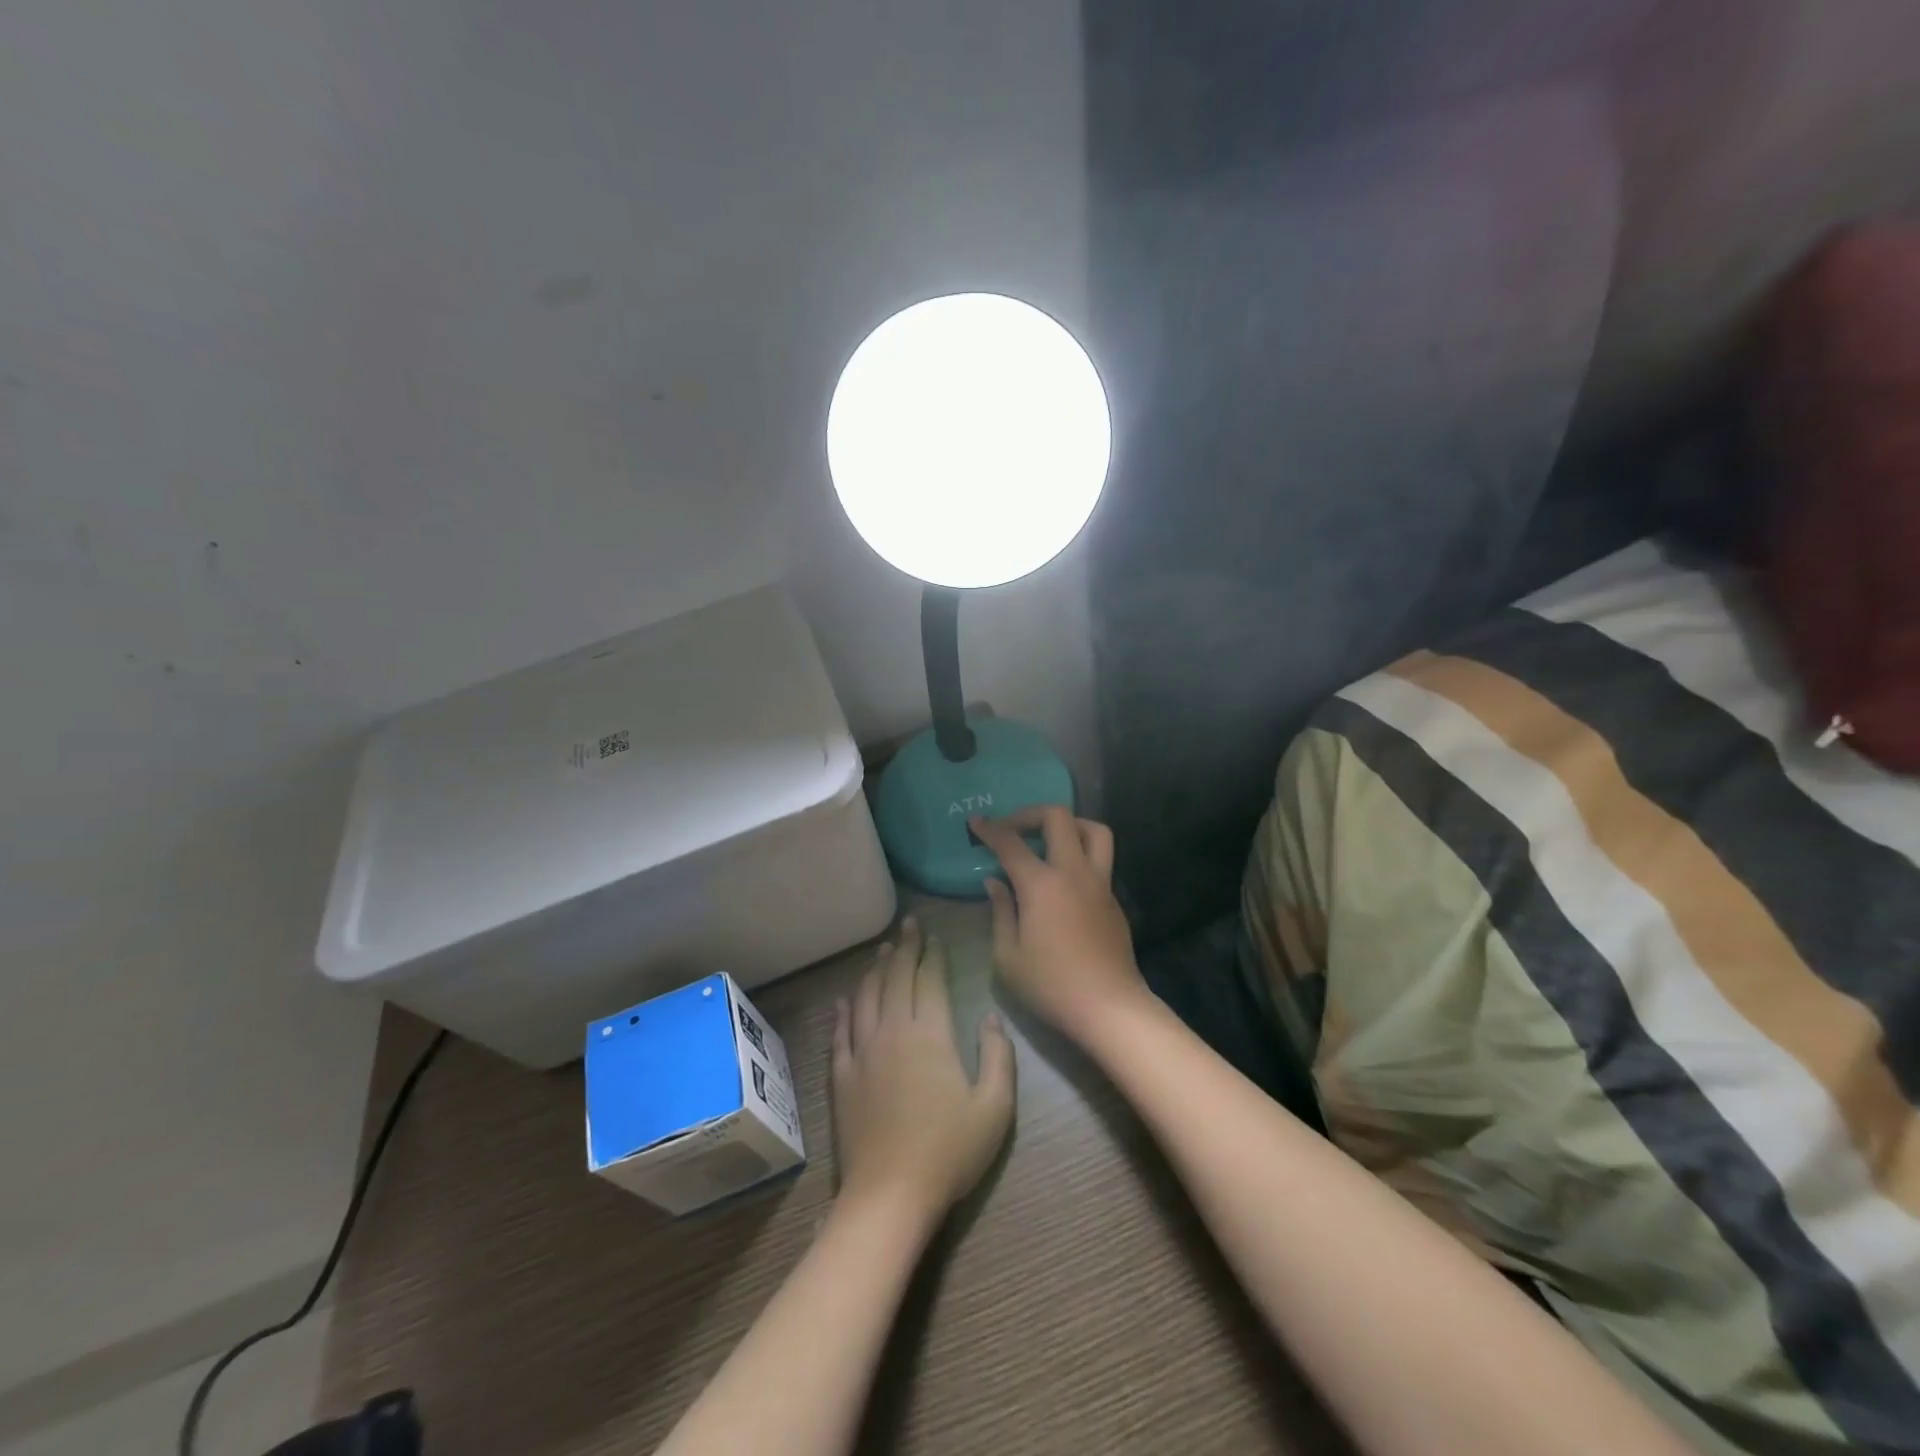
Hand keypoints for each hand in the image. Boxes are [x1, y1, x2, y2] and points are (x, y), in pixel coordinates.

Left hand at [831, 918, 1014, 1223]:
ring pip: (867, 997)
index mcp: (930, 1034)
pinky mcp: (842, 1076)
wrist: (890, 1195)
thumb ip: (998, 1055)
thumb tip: (991, 1016)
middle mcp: (893, 1032)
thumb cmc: (950, 1151)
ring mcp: (863, 1053)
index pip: (930, 981)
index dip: (933, 955)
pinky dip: (843, 1011)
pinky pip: (841, 1033)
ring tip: (883, 950)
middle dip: (905, 948)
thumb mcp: (995, 1107)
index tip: (935, 937)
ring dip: (876, 970)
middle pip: (896, 978)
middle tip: (909, 926)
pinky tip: (845, 999)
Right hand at [971, 808, 1148, 1043]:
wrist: (1109, 1007)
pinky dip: (1080, 853)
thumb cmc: (1051, 985)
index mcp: (1042, 884)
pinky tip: (1063, 878)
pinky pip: (1101, 859)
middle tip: (1012, 828)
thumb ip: (1000, 911)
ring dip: (1069, 825)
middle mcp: (1074, 872)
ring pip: (1093, 830)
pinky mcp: (1113, 898)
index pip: (1011, 843)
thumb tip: (995, 882)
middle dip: (1030, 814)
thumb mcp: (1007, 956)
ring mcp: (1100, 883)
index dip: (990, 829)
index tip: (976, 822)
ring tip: (1048, 839)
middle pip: (1058, 818)